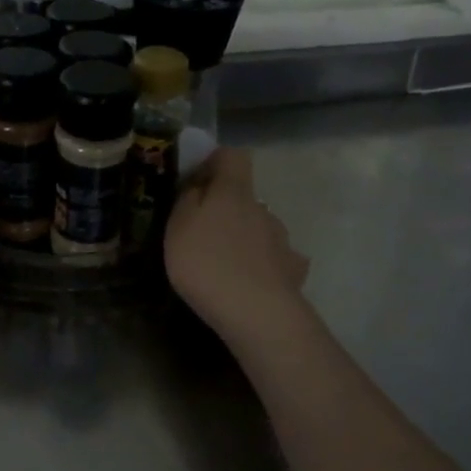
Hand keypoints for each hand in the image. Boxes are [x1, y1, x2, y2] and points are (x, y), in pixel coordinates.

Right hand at [164, 148, 307, 341]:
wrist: (257, 313)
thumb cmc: (207, 263)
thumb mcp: (178, 227)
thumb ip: (187, 200)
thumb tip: (199, 185)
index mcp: (233, 192)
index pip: (232, 156)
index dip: (214, 162)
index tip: (195, 182)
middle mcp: (262, 209)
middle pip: (244, 197)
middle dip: (225, 209)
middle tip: (201, 235)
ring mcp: (281, 240)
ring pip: (259, 228)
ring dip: (243, 238)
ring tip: (224, 266)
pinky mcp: (292, 270)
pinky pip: (274, 260)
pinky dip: (262, 266)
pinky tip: (250, 284)